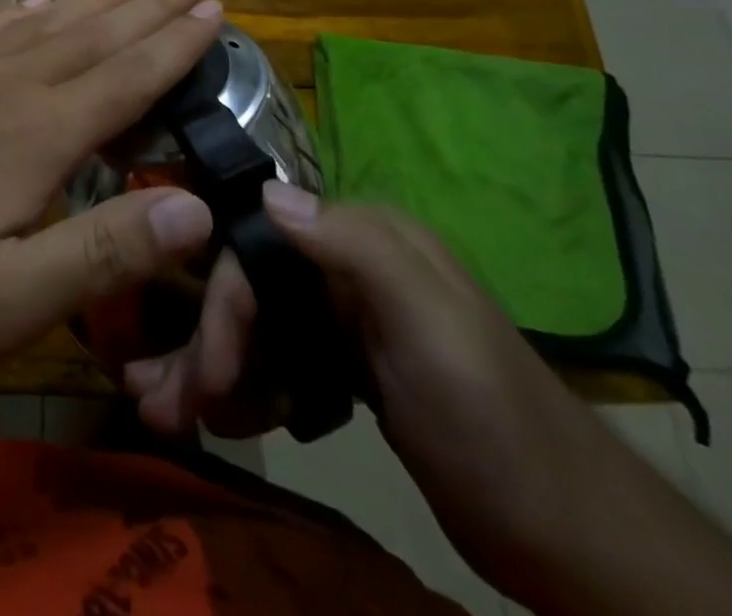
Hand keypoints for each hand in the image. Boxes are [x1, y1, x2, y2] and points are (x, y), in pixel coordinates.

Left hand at [0, 0, 224, 372]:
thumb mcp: (12, 298)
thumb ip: (106, 250)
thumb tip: (199, 208)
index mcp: (38, 133)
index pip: (127, 77)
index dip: (176, 44)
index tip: (214, 10)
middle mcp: (6, 85)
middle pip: (93, 35)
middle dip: (148, 7)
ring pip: (43, 23)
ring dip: (94, 0)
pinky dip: (23, 12)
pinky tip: (34, 4)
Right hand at [126, 185, 631, 589]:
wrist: (571, 538)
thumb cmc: (493, 422)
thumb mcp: (431, 329)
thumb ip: (354, 248)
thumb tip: (267, 192)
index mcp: (363, 239)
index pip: (258, 250)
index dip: (223, 308)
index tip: (206, 378)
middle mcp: (347, 263)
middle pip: (251, 290)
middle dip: (205, 346)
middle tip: (160, 406)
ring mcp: (347, 315)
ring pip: (258, 327)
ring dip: (214, 370)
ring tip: (171, 417)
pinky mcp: (349, 362)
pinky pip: (278, 361)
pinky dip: (248, 388)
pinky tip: (226, 420)